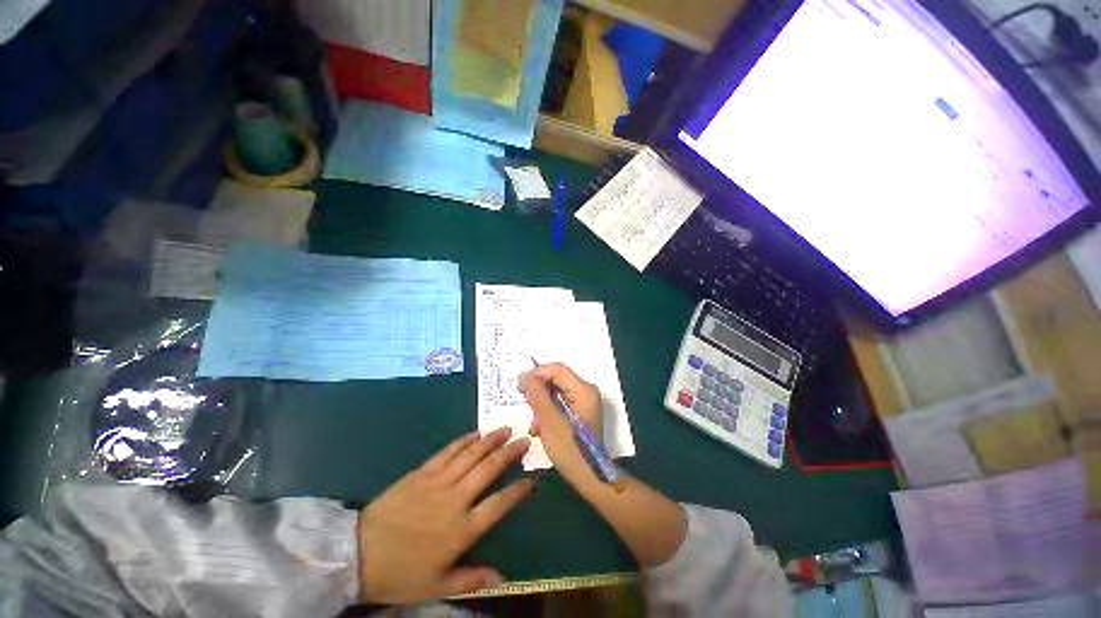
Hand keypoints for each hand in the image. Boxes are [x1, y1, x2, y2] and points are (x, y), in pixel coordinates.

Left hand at [357, 428, 532, 603]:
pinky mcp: (421, 473)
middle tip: (524, 439)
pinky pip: (447, 452)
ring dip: (490, 441)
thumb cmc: (400, 573)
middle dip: (509, 452)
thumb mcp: (437, 586)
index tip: (532, 481)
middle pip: (488, 470)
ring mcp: (437, 483)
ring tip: (505, 428)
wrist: (358, 554)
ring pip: (470, 455)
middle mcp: (454, 500)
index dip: (517, 491)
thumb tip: (503, 578)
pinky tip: (475, 434)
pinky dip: (463, 441)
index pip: (498, 505)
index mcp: (461, 530)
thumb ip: (472, 579)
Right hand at [522, 363, 687, 567]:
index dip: (537, 374)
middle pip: (557, 379)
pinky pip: (560, 404)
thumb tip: (526, 375)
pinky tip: (539, 428)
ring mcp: (584, 403)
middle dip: (538, 390)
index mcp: (583, 389)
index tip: (520, 386)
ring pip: (556, 392)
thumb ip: (537, 395)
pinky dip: (549, 412)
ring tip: (533, 421)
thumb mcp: (549, 420)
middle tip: (524, 402)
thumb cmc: (570, 449)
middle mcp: (586, 391)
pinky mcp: (580, 414)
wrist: (590, 478)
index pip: (557, 369)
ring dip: (542, 404)